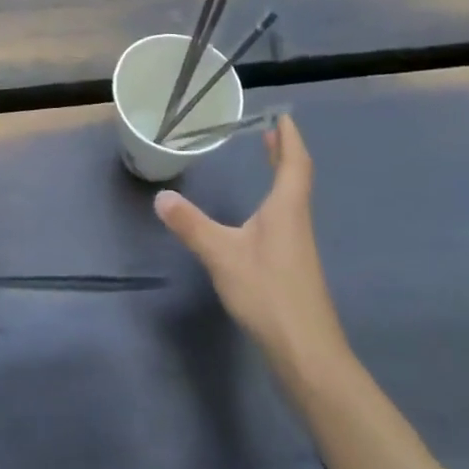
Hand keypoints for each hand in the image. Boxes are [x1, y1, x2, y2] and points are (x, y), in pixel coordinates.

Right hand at [153, 116, 350, 369]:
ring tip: (267, 161)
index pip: (294, 164)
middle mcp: (296, 221)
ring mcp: (298, 246)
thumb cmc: (268, 293)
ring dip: (282, 175)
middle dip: (284, 152)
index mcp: (286, 209)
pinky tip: (261, 216)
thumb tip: (161, 196)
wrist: (307, 352)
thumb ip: (191, 225)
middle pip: (296, 178)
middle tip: (271, 131)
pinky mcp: (294, 267)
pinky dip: (276, 200)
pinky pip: (286, 218)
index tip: (283, 115)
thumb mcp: (222, 255)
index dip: (290, 138)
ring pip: (292, 199)